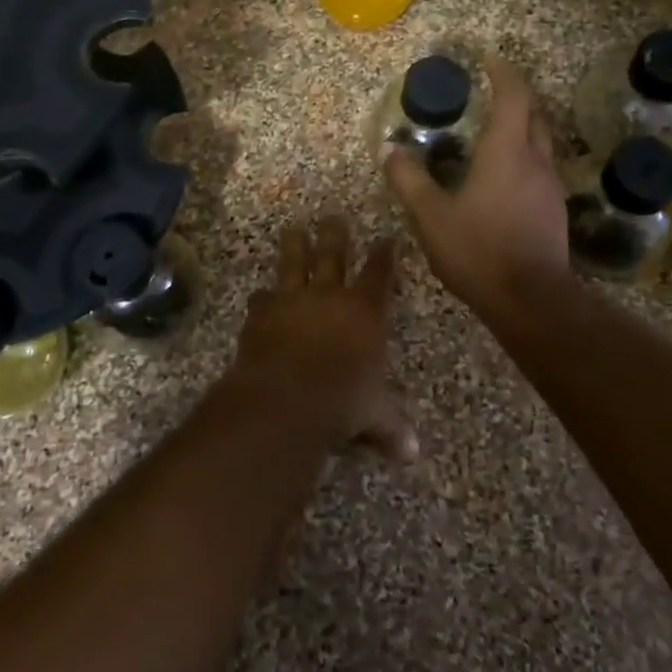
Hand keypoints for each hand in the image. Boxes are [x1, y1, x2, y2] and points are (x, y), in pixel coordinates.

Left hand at [222, 217, 416, 461]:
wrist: (285, 397)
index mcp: (365, 312)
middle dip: (335, 235)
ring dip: (294, 246)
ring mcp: (292, 301)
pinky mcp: (261, 314)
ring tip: (292, 229)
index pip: (380, 274)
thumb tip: (411, 455)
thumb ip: (390, 427)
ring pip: (294, 263)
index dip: (385, 255)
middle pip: (333, 256)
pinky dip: (263, 298)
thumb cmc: (342, 401)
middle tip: (333, 216)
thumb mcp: (373, 416)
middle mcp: (329, 297)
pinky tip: (260, 296)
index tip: (388, 238)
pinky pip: (263, 298)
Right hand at [384, 55, 569, 319]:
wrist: (531, 300)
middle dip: (514, 96)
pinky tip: (500, 177)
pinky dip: (521, 157)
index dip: (502, 71)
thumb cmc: (479, 250)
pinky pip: (539, 168)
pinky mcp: (553, 211)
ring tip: (489, 132)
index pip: (513, 96)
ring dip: (519, 128)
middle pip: (533, 114)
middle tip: (488, 92)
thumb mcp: (430, 216)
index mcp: (507, 152)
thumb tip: (390, 150)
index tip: (486, 58)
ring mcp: (550, 187)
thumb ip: (408, 180)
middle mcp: (536, 161)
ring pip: (539, 142)